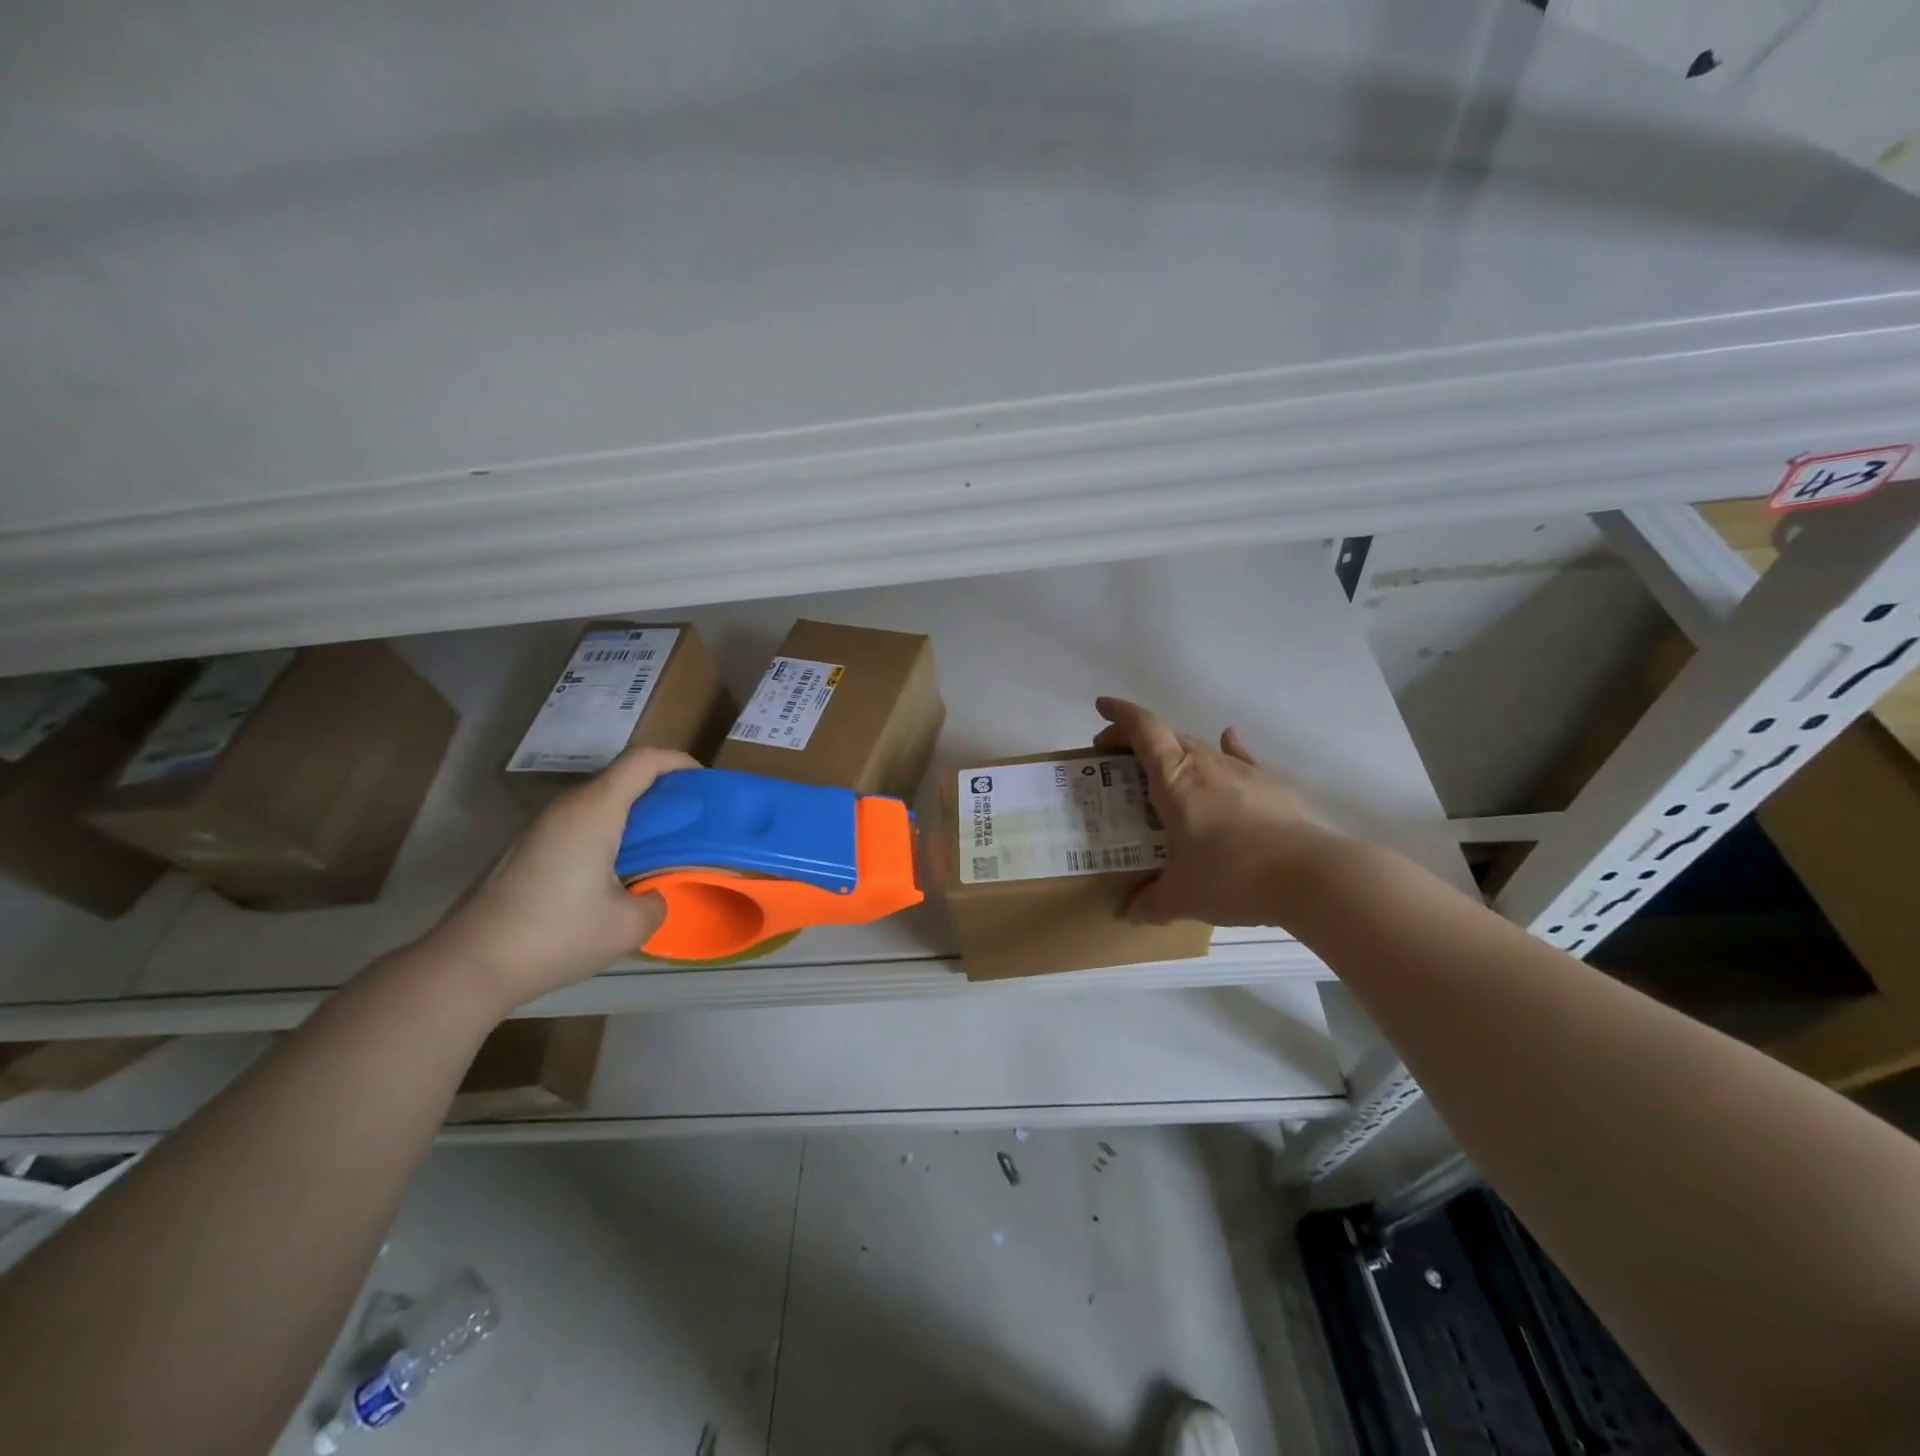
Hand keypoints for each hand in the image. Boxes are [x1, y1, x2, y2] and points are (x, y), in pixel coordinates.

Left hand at [428, 744, 699, 1010]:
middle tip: (687, 820)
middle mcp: (565, 808)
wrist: (467, 966)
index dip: (677, 762)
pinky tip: (614, 871)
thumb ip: (656, 903)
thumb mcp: (628, 927)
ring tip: (656, 847)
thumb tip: (652, 896)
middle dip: (659, 791)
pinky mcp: (523, 850)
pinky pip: (577, 824)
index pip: (642, 761)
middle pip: (620, 778)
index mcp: (594, 811)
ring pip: (597, 802)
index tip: (702, 782)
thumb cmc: (555, 935)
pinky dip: (607, 832)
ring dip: (631, 815)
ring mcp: (538, 827)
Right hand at [1093, 696, 1341, 927]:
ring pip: (1199, 746)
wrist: (1311, 877)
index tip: (1100, 707)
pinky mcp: (1270, 785)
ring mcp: (1241, 771)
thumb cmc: (1232, 876)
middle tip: (1115, 760)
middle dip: (1135, 738)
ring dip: (1174, 751)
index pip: (1142, 729)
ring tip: (1161, 773)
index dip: (1119, 714)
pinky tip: (1227, 742)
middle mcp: (1205, 763)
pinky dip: (1225, 748)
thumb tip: (1126, 914)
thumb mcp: (1182, 897)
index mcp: (1174, 779)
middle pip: (1165, 733)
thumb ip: (1149, 903)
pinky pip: (1238, 757)